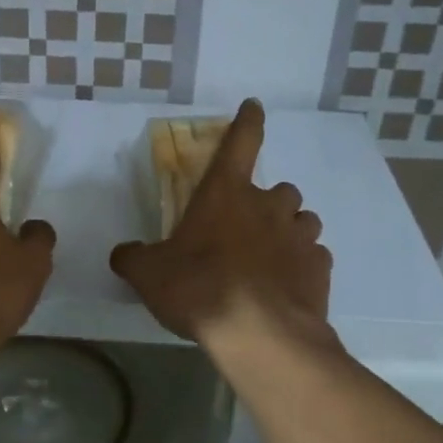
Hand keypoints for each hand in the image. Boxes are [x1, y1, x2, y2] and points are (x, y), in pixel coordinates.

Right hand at [110, 98, 331, 348]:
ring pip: (303, 220)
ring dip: (289, 230)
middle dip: (267, 202)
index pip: (240, 142)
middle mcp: (268, 206)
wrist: (258, 335)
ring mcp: (299, 236)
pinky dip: (304, 265)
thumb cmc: (199, 289)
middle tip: (249, 228)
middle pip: (280, 189)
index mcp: (225, 194)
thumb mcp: (149, 275)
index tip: (254, 106)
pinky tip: (289, 286)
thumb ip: (134, 258)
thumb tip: (123, 253)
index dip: (247, 121)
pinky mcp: (319, 268)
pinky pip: (315, 257)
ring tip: (273, 256)